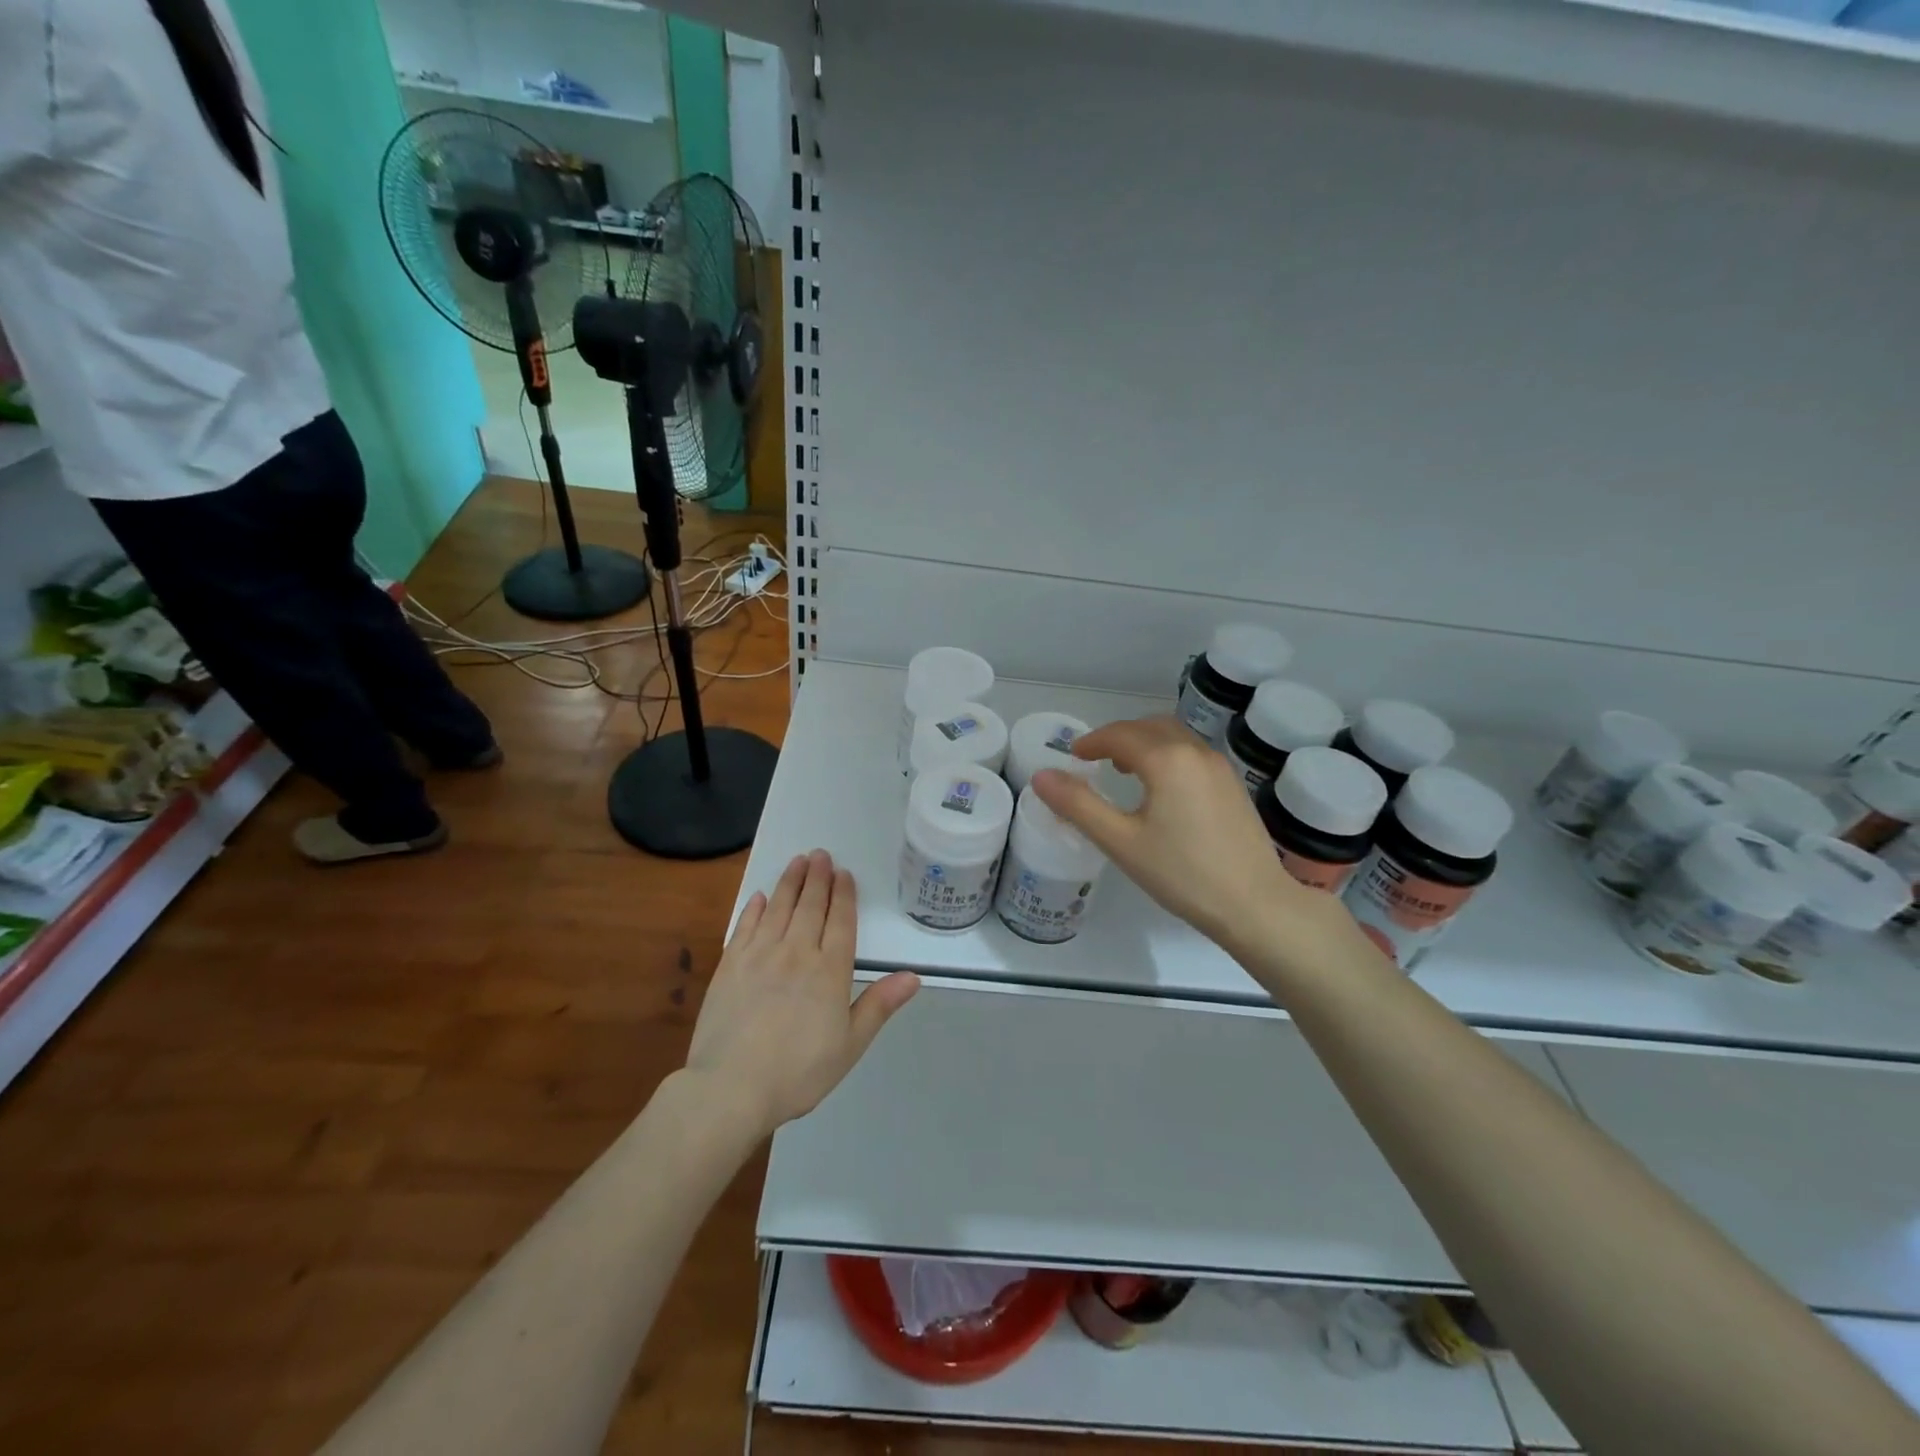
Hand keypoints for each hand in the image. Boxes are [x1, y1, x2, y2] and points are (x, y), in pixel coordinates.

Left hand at [685, 851, 919, 1138]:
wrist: (732, 1087)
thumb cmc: (799, 1072)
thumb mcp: (850, 1045)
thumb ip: (879, 1005)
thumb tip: (913, 976)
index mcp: (830, 971)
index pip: (841, 921)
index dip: (843, 895)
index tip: (843, 873)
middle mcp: (797, 952)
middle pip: (810, 906)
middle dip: (818, 878)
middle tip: (820, 854)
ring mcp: (760, 955)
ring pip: (780, 908)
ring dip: (790, 882)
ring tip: (797, 861)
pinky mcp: (730, 965)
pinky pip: (746, 926)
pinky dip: (755, 908)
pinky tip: (761, 897)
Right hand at [1032, 716, 1342, 961]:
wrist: (1256, 905)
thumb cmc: (1183, 874)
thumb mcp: (1121, 842)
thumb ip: (1079, 805)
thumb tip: (1042, 776)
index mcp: (1167, 760)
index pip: (1120, 735)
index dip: (1092, 742)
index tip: (1073, 756)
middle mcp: (1196, 752)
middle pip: (1149, 726)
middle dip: (1118, 736)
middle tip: (1094, 759)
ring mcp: (1220, 767)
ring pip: (1174, 737)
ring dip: (1144, 743)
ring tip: (1124, 770)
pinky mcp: (1233, 785)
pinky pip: (1191, 753)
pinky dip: (1167, 755)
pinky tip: (1161, 789)